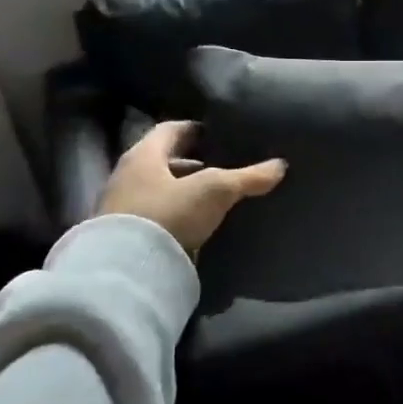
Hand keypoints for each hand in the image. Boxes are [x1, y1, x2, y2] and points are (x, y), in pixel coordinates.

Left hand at [96, 120, 285, 254]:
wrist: (125, 274)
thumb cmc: (168, 214)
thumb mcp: (215, 191)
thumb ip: (248, 177)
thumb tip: (280, 165)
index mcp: (143, 155)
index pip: (171, 129)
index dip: (197, 129)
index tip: (219, 135)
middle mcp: (127, 176)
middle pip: (164, 161)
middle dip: (193, 164)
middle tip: (223, 167)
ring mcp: (122, 208)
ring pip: (159, 191)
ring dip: (184, 192)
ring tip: (214, 198)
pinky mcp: (124, 238)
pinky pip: (156, 218)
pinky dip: (176, 216)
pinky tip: (197, 225)